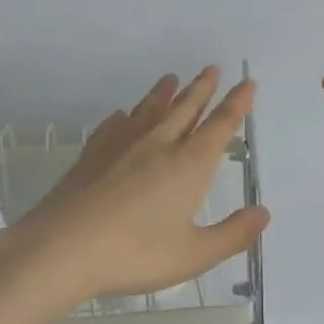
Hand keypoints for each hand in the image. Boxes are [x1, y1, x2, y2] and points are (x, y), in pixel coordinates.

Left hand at [0, 68, 268, 307]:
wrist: (60, 249)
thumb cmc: (134, 254)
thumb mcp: (193, 254)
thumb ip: (232, 235)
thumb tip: (263, 213)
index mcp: (189, 165)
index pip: (219, 126)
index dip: (236, 104)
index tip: (247, 83)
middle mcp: (158, 146)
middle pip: (184, 109)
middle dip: (202, 89)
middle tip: (212, 69)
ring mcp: (121, 148)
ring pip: (148, 111)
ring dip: (164, 94)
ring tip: (171, 78)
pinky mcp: (91, 157)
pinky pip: (112, 128)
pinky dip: (123, 118)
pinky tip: (121, 115)